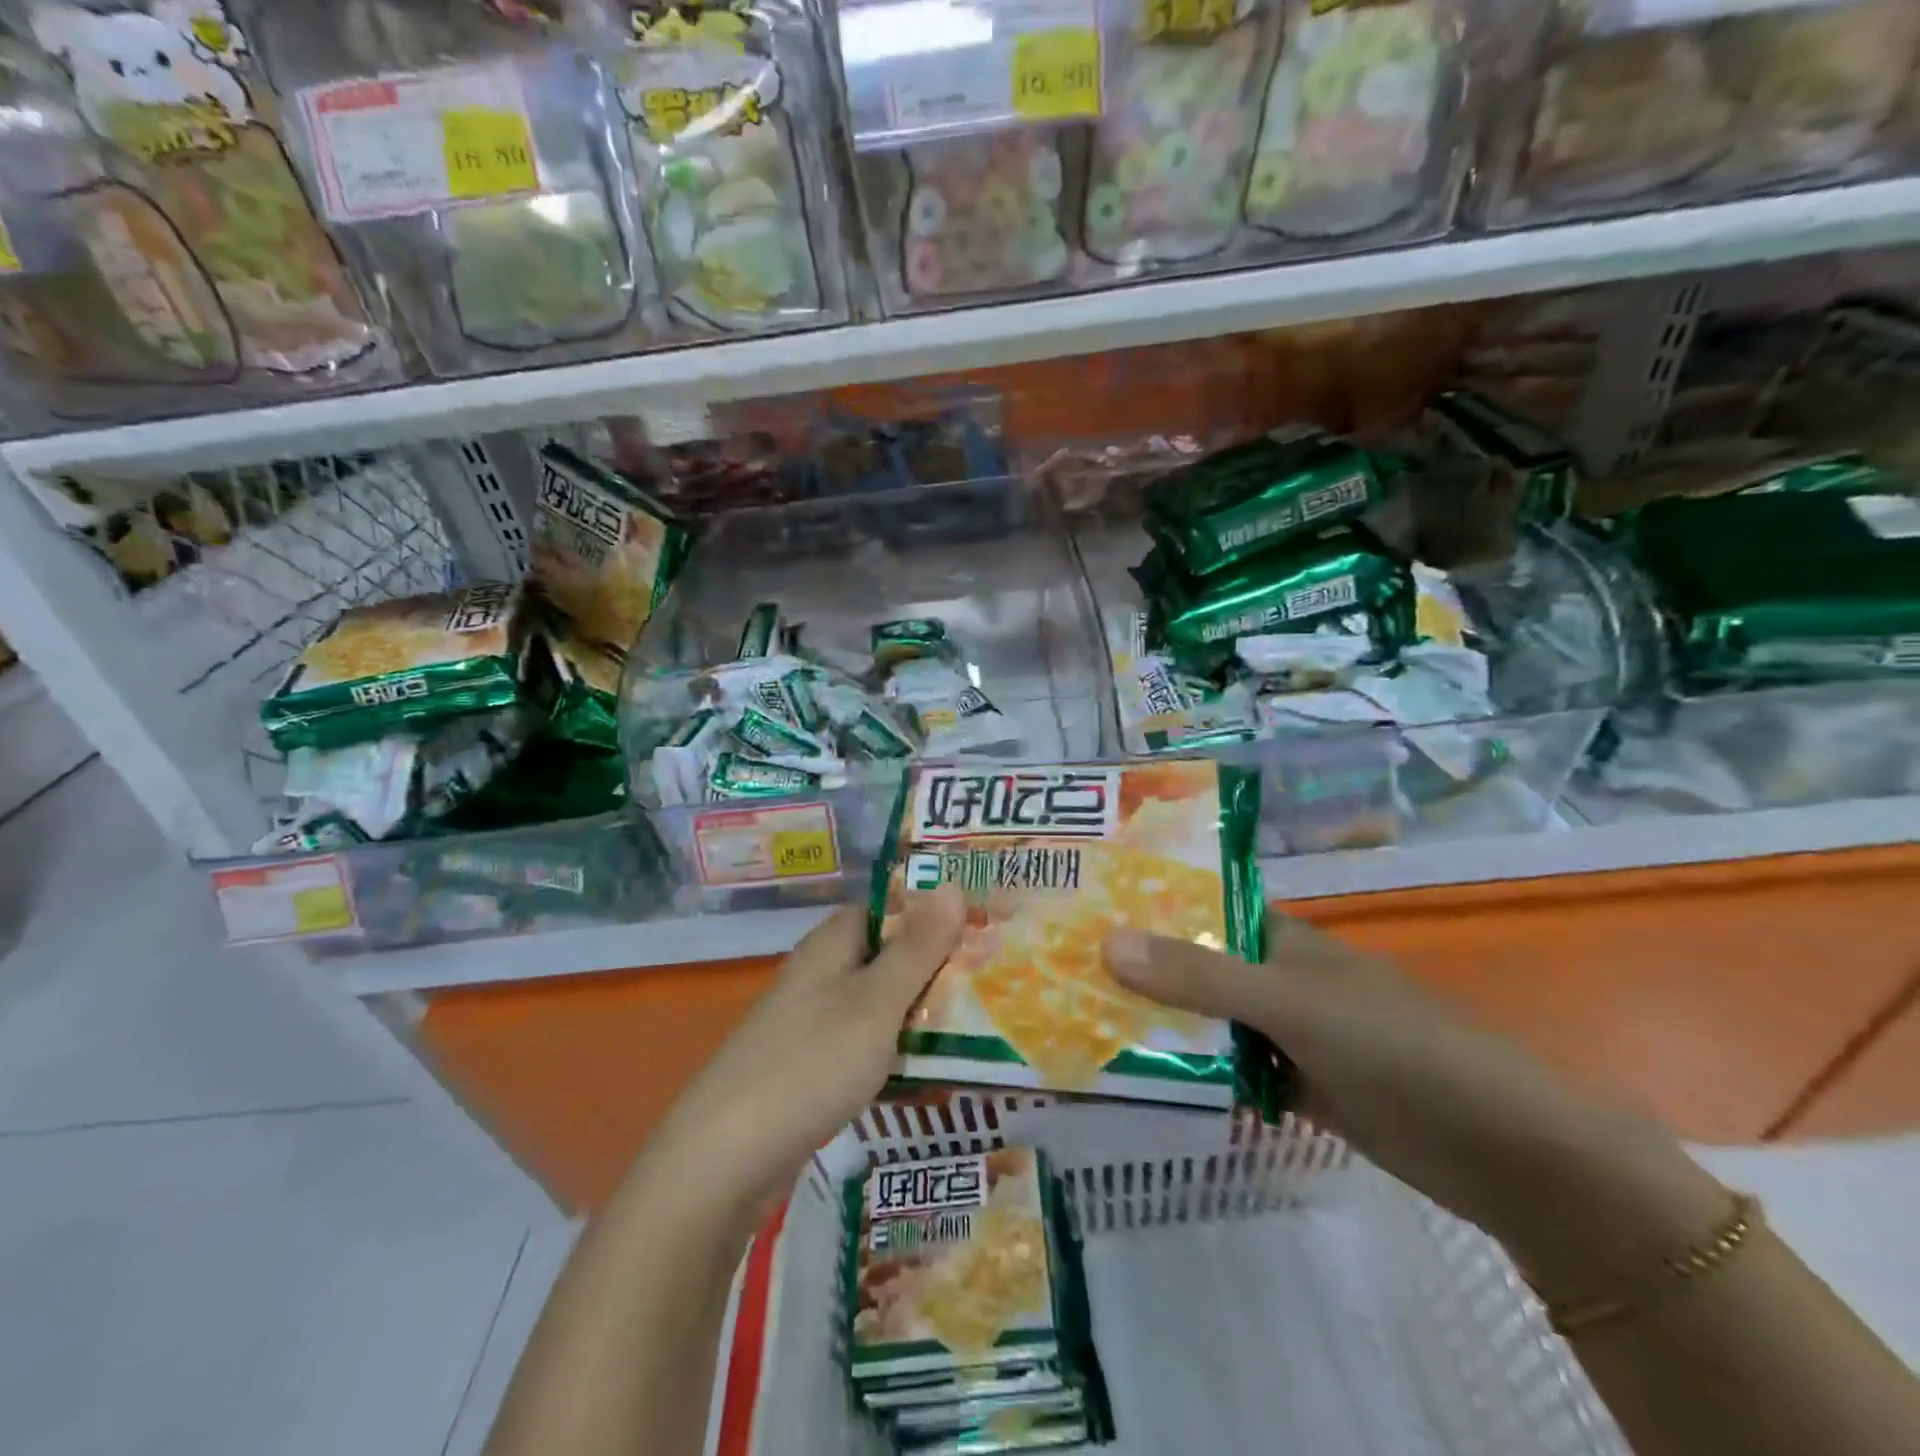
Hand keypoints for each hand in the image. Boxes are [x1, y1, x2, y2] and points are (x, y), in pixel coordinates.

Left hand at [653, 887, 965, 1212]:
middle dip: (938, 964)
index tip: (987, 923)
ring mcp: (812, 1020)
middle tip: (996, 978)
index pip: (891, 906)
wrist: (725, 1158)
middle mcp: (821, 973)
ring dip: (922, 1008)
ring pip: (880, 1000)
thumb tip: (952, 886)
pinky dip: (898, 1047)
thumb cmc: (810, 1063)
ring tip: (981, 1022)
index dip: (937, 910)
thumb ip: (917, 948)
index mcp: (833, 944)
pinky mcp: (810, 1065)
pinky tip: (930, 1070)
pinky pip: (866, 1041)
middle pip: (889, 953)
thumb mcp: (876, 1002)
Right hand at [1103, 914, 1727, 1305]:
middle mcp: (1279, 978)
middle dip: (1139, 971)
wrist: (1507, 1153)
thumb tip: (1105, 941)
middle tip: (1060, 972)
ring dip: (1160, 1024)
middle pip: (1195, 968)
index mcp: (1280, 939)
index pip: (1198, 911)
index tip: (1080, 912)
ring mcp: (1289, 1034)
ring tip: (1080, 1022)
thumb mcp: (1292, 1006)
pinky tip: (1140, 1077)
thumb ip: (1201, 977)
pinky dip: (1194, 1071)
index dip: (1143, 908)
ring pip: (1208, 1020)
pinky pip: (1231, 1069)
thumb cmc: (1399, 1050)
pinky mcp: (1299, 1086)